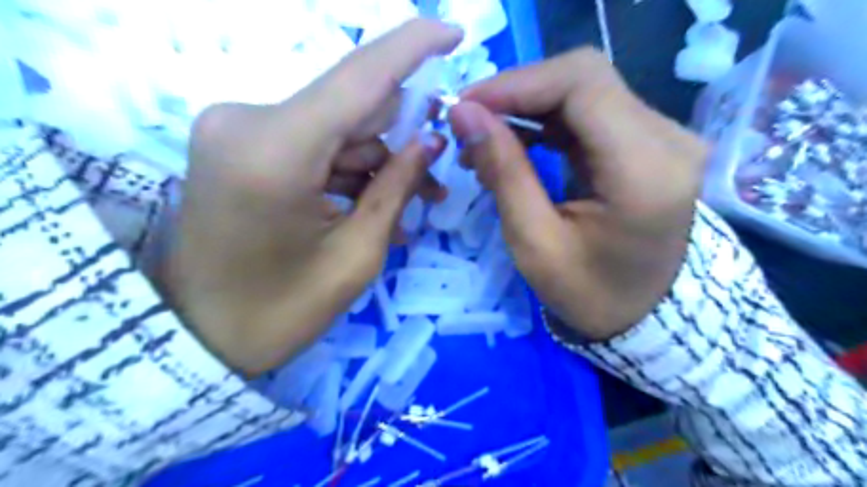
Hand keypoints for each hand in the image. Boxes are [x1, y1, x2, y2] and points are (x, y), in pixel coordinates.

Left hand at [169, 19, 466, 376]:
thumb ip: (397, 186)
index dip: (412, 47)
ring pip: (335, 129)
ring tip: (410, 205)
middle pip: (350, 107)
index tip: (455, 32)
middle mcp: (247, 120)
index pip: (359, 76)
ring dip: (377, 162)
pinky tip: (371, 206)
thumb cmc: (281, 311)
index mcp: (274, 150)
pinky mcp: (239, 144)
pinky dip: (347, 170)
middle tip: (435, 177)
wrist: (202, 337)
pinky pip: (313, 145)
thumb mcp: (356, 256)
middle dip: (400, 136)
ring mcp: (237, 129)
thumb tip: (432, 139)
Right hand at [450, 47, 707, 339]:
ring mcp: (664, 136)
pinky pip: (591, 110)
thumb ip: (503, 172)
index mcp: (644, 171)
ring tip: (486, 135)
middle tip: (470, 120)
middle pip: (584, 77)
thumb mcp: (535, 243)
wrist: (644, 314)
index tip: (465, 105)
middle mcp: (668, 139)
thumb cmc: (589, 293)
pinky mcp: (649, 142)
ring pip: (584, 88)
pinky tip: (516, 140)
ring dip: (527, 105)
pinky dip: (546, 118)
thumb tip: (464, 115)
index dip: (517, 84)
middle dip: (517, 92)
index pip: (582, 85)